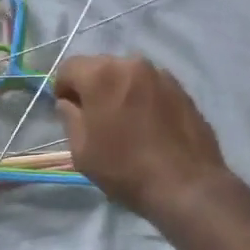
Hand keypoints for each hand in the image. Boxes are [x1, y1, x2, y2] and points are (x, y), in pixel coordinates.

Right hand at [53, 56, 229, 219]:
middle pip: (100, 67)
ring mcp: (161, 74)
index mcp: (102, 74)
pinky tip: (149, 126)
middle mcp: (132, 64)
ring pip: (128, 75)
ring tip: (126, 123)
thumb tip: (70, 103)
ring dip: (119, 91)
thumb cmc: (125, 169)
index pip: (69, 67)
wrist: (187, 186)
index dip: (63, 88)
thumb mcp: (82, 151)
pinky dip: (143, 97)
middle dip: (92, 87)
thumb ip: (70, 118)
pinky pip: (151, 86)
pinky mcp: (182, 89)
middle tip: (96, 119)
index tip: (69, 112)